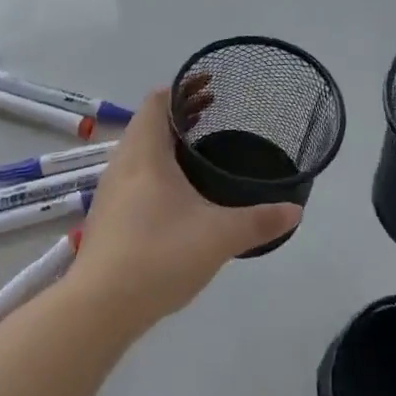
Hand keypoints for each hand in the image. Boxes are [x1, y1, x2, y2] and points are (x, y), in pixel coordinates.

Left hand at [69, 86, 300, 332]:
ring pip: (139, 152)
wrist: (100, 307)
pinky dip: (155, 170)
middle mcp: (122, 164)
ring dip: (166, 144)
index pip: (157, 101)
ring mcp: (110, 192)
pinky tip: (177, 197)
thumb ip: (259, 221)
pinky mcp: (107, 218)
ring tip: (198, 154)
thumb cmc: (159, 255)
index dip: (182, 89)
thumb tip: (295, 211)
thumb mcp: (219, 236)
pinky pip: (133, 178)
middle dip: (179, 116)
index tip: (211, 89)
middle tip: (214, 115)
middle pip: (148, 123)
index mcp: (145, 153)